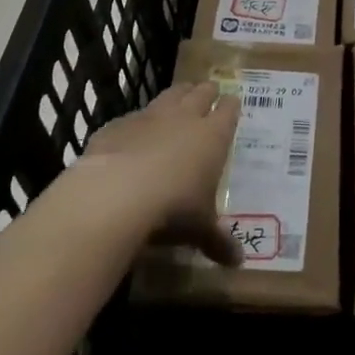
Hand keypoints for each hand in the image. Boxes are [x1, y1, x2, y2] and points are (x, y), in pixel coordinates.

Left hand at [76, 80, 241, 264]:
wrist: (117, 193)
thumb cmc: (173, 208)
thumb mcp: (199, 228)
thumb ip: (218, 240)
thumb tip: (238, 263)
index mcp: (212, 136)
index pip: (228, 111)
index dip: (231, 107)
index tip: (233, 103)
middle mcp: (184, 117)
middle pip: (200, 93)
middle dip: (207, 91)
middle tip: (210, 91)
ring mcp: (149, 116)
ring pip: (170, 94)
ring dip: (177, 94)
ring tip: (182, 94)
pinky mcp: (118, 124)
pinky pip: (133, 116)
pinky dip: (138, 121)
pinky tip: (134, 131)